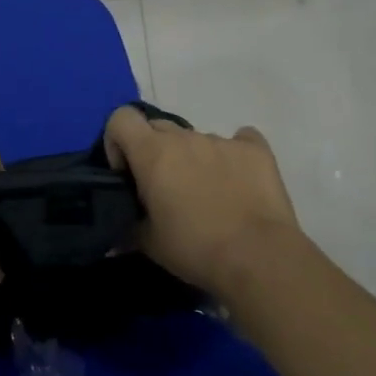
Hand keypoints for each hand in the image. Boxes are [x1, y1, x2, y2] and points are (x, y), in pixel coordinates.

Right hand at [103, 105, 304, 298]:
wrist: (258, 257)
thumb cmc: (195, 248)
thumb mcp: (150, 244)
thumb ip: (129, 229)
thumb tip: (117, 237)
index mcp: (153, 153)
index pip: (121, 118)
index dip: (118, 141)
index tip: (127, 172)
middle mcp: (186, 137)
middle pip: (158, 127)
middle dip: (154, 151)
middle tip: (164, 188)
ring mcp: (223, 140)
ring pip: (197, 138)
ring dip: (193, 158)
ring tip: (208, 195)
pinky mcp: (256, 150)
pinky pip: (239, 141)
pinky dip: (234, 156)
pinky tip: (239, 181)